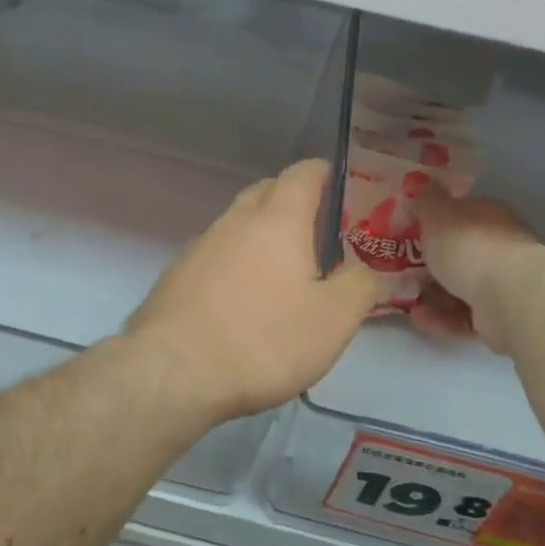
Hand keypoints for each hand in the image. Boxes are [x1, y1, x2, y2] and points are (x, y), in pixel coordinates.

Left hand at [128, 160, 378, 421]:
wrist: (173, 372)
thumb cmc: (264, 339)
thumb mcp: (333, 319)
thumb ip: (361, 286)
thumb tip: (370, 270)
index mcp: (277, 220)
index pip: (302, 174)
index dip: (324, 173)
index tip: (343, 185)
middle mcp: (234, 222)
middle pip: (265, 193)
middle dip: (292, 201)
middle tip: (319, 229)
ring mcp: (198, 248)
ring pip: (236, 226)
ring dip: (261, 235)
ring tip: (283, 268)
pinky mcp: (175, 278)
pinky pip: (214, 256)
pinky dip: (235, 263)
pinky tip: (242, 299)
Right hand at [410, 188, 538, 350]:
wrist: (508, 297)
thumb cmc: (469, 246)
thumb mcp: (437, 215)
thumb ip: (425, 200)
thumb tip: (418, 182)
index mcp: (488, 217)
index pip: (460, 215)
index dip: (433, 224)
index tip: (407, 235)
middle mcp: (500, 247)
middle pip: (459, 254)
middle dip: (429, 266)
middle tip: (399, 272)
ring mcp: (503, 283)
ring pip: (459, 288)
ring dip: (431, 296)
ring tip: (407, 301)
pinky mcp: (500, 317)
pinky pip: (464, 316)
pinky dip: (442, 318)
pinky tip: (421, 319)